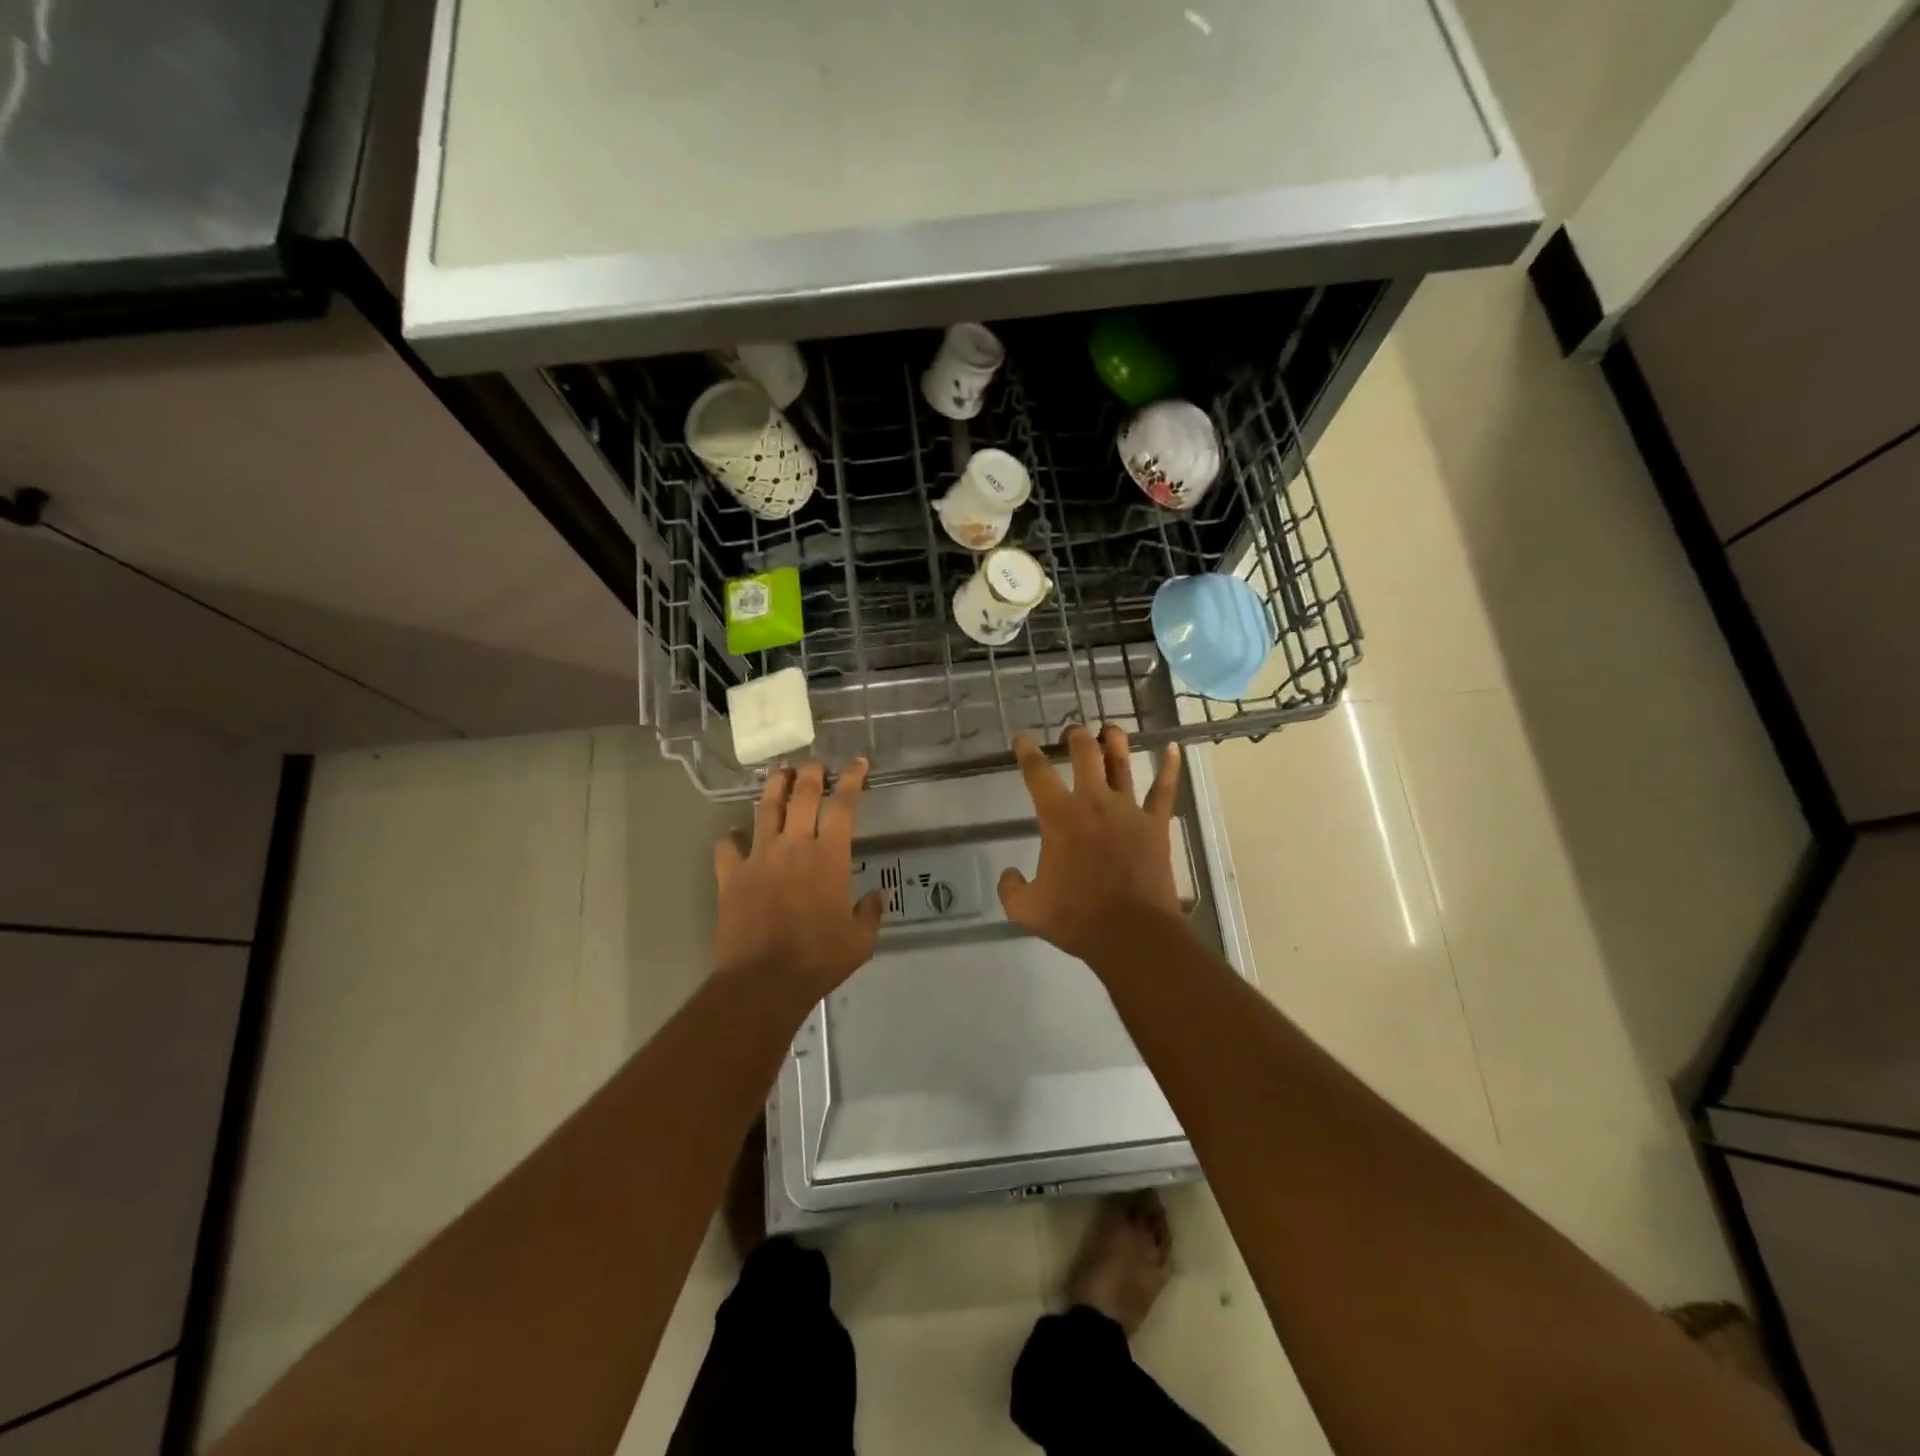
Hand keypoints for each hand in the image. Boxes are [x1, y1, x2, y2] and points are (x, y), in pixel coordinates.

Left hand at [713, 758, 883, 1004]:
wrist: (764, 981)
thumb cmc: (819, 959)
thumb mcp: (860, 940)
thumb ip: (871, 912)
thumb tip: (879, 895)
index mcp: (829, 856)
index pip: (843, 805)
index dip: (852, 779)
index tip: (857, 762)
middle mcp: (793, 846)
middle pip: (802, 795)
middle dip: (811, 772)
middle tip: (815, 763)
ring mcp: (758, 857)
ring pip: (765, 808)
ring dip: (775, 787)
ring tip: (780, 773)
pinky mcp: (731, 875)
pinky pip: (728, 846)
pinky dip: (733, 836)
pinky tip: (736, 834)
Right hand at [998, 725, 1183, 963]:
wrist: (1131, 934)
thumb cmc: (1076, 918)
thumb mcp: (1027, 910)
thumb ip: (1011, 888)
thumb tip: (1008, 874)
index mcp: (1059, 817)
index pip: (1037, 773)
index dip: (1027, 753)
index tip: (1022, 740)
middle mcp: (1093, 802)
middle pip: (1085, 754)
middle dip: (1076, 736)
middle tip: (1072, 732)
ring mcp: (1128, 810)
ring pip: (1122, 763)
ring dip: (1115, 741)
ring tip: (1110, 728)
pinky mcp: (1155, 824)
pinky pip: (1164, 789)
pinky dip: (1170, 767)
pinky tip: (1174, 749)